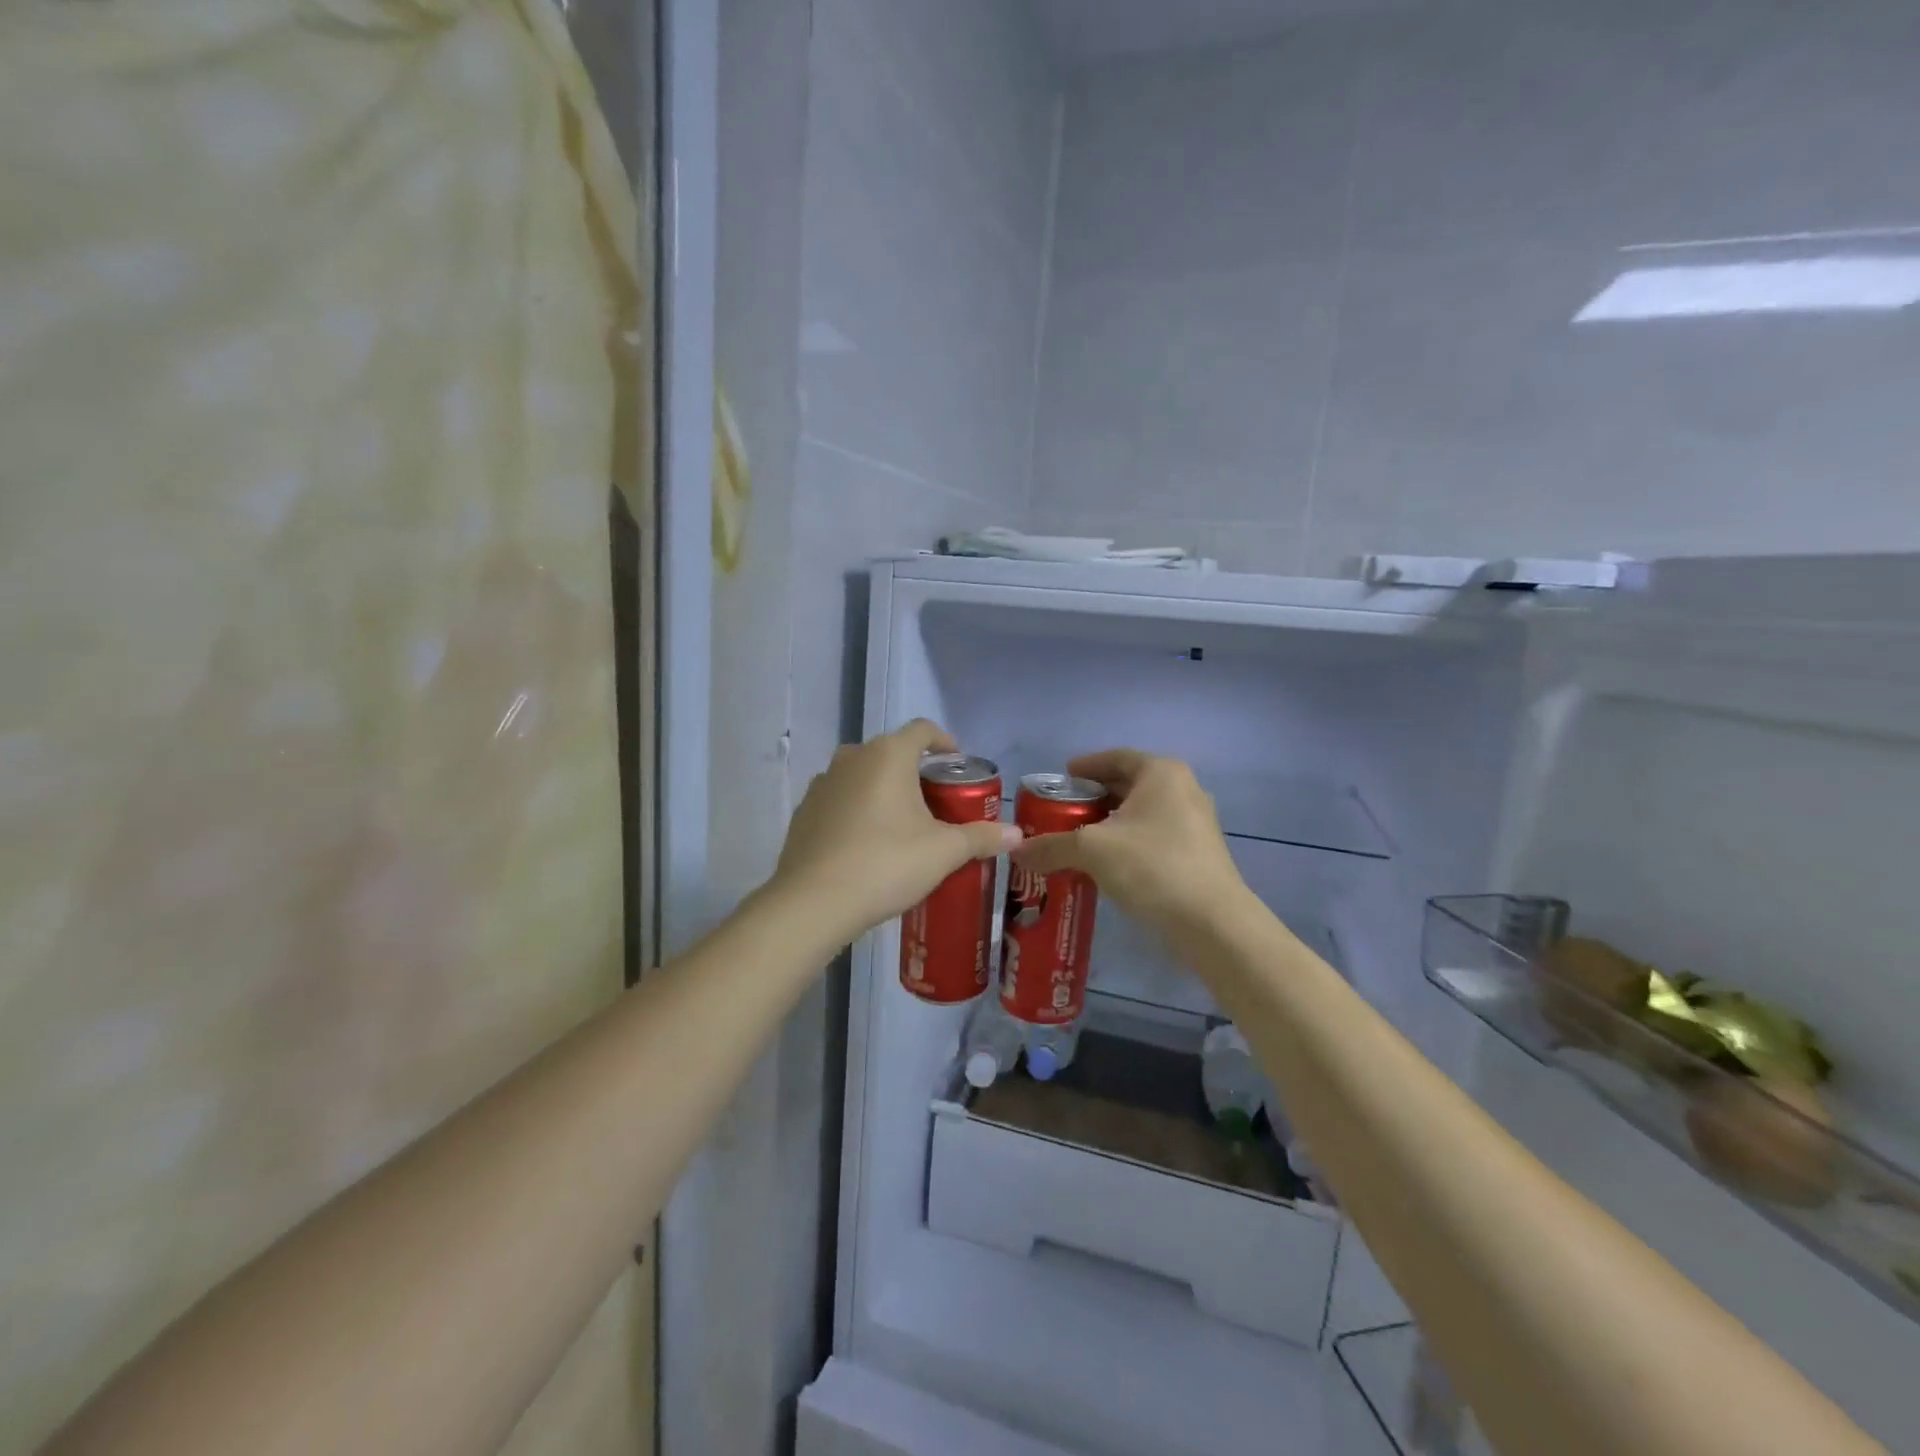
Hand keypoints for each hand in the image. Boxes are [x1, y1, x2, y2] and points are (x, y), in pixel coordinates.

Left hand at [769, 720, 1021, 947]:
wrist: (813, 903)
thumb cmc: (886, 864)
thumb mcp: (943, 852)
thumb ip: (981, 837)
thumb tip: (1018, 834)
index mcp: (888, 756)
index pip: (922, 730)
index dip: (944, 742)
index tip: (957, 763)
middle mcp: (852, 758)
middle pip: (891, 752)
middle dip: (915, 771)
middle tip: (936, 802)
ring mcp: (822, 784)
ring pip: (862, 775)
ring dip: (883, 790)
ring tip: (902, 824)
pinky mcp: (804, 811)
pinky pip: (840, 800)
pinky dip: (857, 810)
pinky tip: (866, 843)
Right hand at [1011, 750, 1246, 937]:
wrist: (1212, 922)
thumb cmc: (1152, 867)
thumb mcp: (1092, 851)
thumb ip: (1051, 846)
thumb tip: (1015, 850)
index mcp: (1161, 773)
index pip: (1116, 757)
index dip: (1086, 766)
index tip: (1062, 778)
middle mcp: (1183, 789)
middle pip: (1129, 784)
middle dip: (1095, 797)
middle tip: (1063, 811)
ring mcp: (1196, 822)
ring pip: (1142, 812)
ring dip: (1111, 822)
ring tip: (1079, 838)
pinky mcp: (1199, 853)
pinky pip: (1155, 835)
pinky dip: (1129, 841)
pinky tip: (1107, 863)